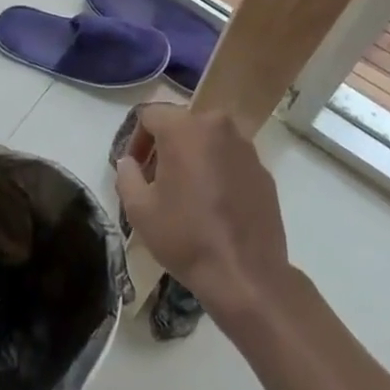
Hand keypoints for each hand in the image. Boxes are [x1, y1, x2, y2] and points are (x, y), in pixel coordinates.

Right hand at [115, 105, 288, 320]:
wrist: (246, 275)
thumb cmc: (186, 237)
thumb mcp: (139, 209)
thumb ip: (126, 175)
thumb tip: (130, 162)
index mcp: (184, 128)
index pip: (150, 114)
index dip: (136, 138)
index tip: (135, 168)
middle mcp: (217, 125)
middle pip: (181, 124)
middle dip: (165, 146)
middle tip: (157, 180)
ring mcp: (245, 146)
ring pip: (208, 139)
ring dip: (193, 156)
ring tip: (186, 192)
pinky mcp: (263, 169)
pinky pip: (231, 158)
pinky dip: (218, 170)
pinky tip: (214, 204)